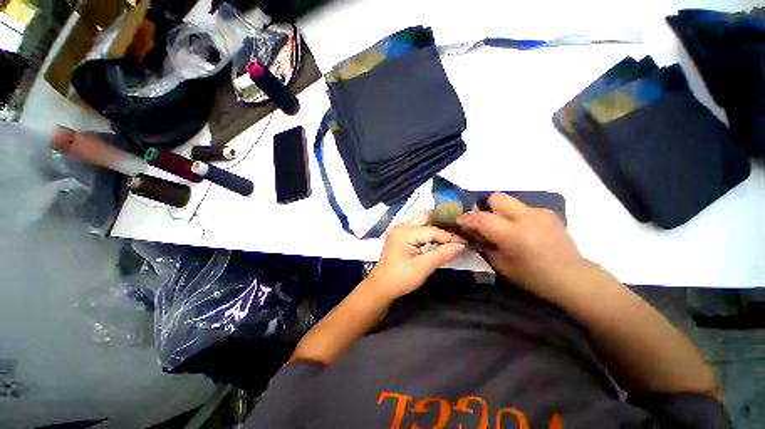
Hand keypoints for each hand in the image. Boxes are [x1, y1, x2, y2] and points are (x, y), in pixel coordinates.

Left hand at [365, 212, 465, 300]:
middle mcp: (401, 227)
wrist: (381, 287)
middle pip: (425, 217)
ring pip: (421, 221)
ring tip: (451, 232)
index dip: (449, 236)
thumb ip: (442, 254)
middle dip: (442, 222)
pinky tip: (438, 237)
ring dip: (435, 225)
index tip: (465, 241)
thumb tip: (462, 246)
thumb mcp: (422, 267)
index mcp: (404, 233)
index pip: (432, 230)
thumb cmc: (400, 279)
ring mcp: (399, 230)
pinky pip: (417, 228)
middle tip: (458, 230)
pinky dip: (428, 231)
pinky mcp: (400, 236)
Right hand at [456, 194, 586, 291]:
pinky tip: (525, 231)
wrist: (572, 277)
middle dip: (487, 207)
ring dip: (502, 213)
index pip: (481, 218)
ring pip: (511, 202)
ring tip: (507, 229)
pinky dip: (518, 217)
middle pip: (497, 198)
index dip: (466, 218)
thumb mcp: (501, 265)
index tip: (460, 220)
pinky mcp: (549, 213)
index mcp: (512, 234)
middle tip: (487, 223)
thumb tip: (472, 232)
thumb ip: (484, 245)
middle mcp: (526, 218)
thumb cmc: (533, 277)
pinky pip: (524, 209)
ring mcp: (539, 213)